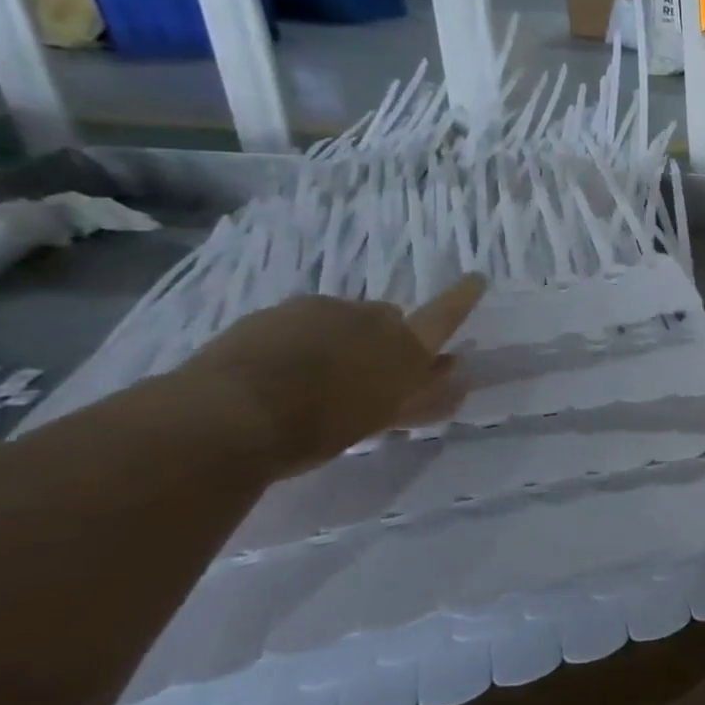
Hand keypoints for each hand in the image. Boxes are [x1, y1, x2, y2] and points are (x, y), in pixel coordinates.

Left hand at [179, 275, 485, 475]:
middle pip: (386, 319)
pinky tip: (278, 375)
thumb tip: (459, 374)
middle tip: (365, 376)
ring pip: (340, 320)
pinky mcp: (271, 314)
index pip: (445, 315)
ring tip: (314, 382)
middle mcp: (368, 316)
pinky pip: (298, 325)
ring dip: (337, 341)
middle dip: (381, 340)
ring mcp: (317, 309)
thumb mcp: (381, 418)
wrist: (226, 416)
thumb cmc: (320, 427)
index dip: (462, 297)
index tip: (477, 277)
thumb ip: (424, 396)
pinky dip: (298, 344)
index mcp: (404, 344)